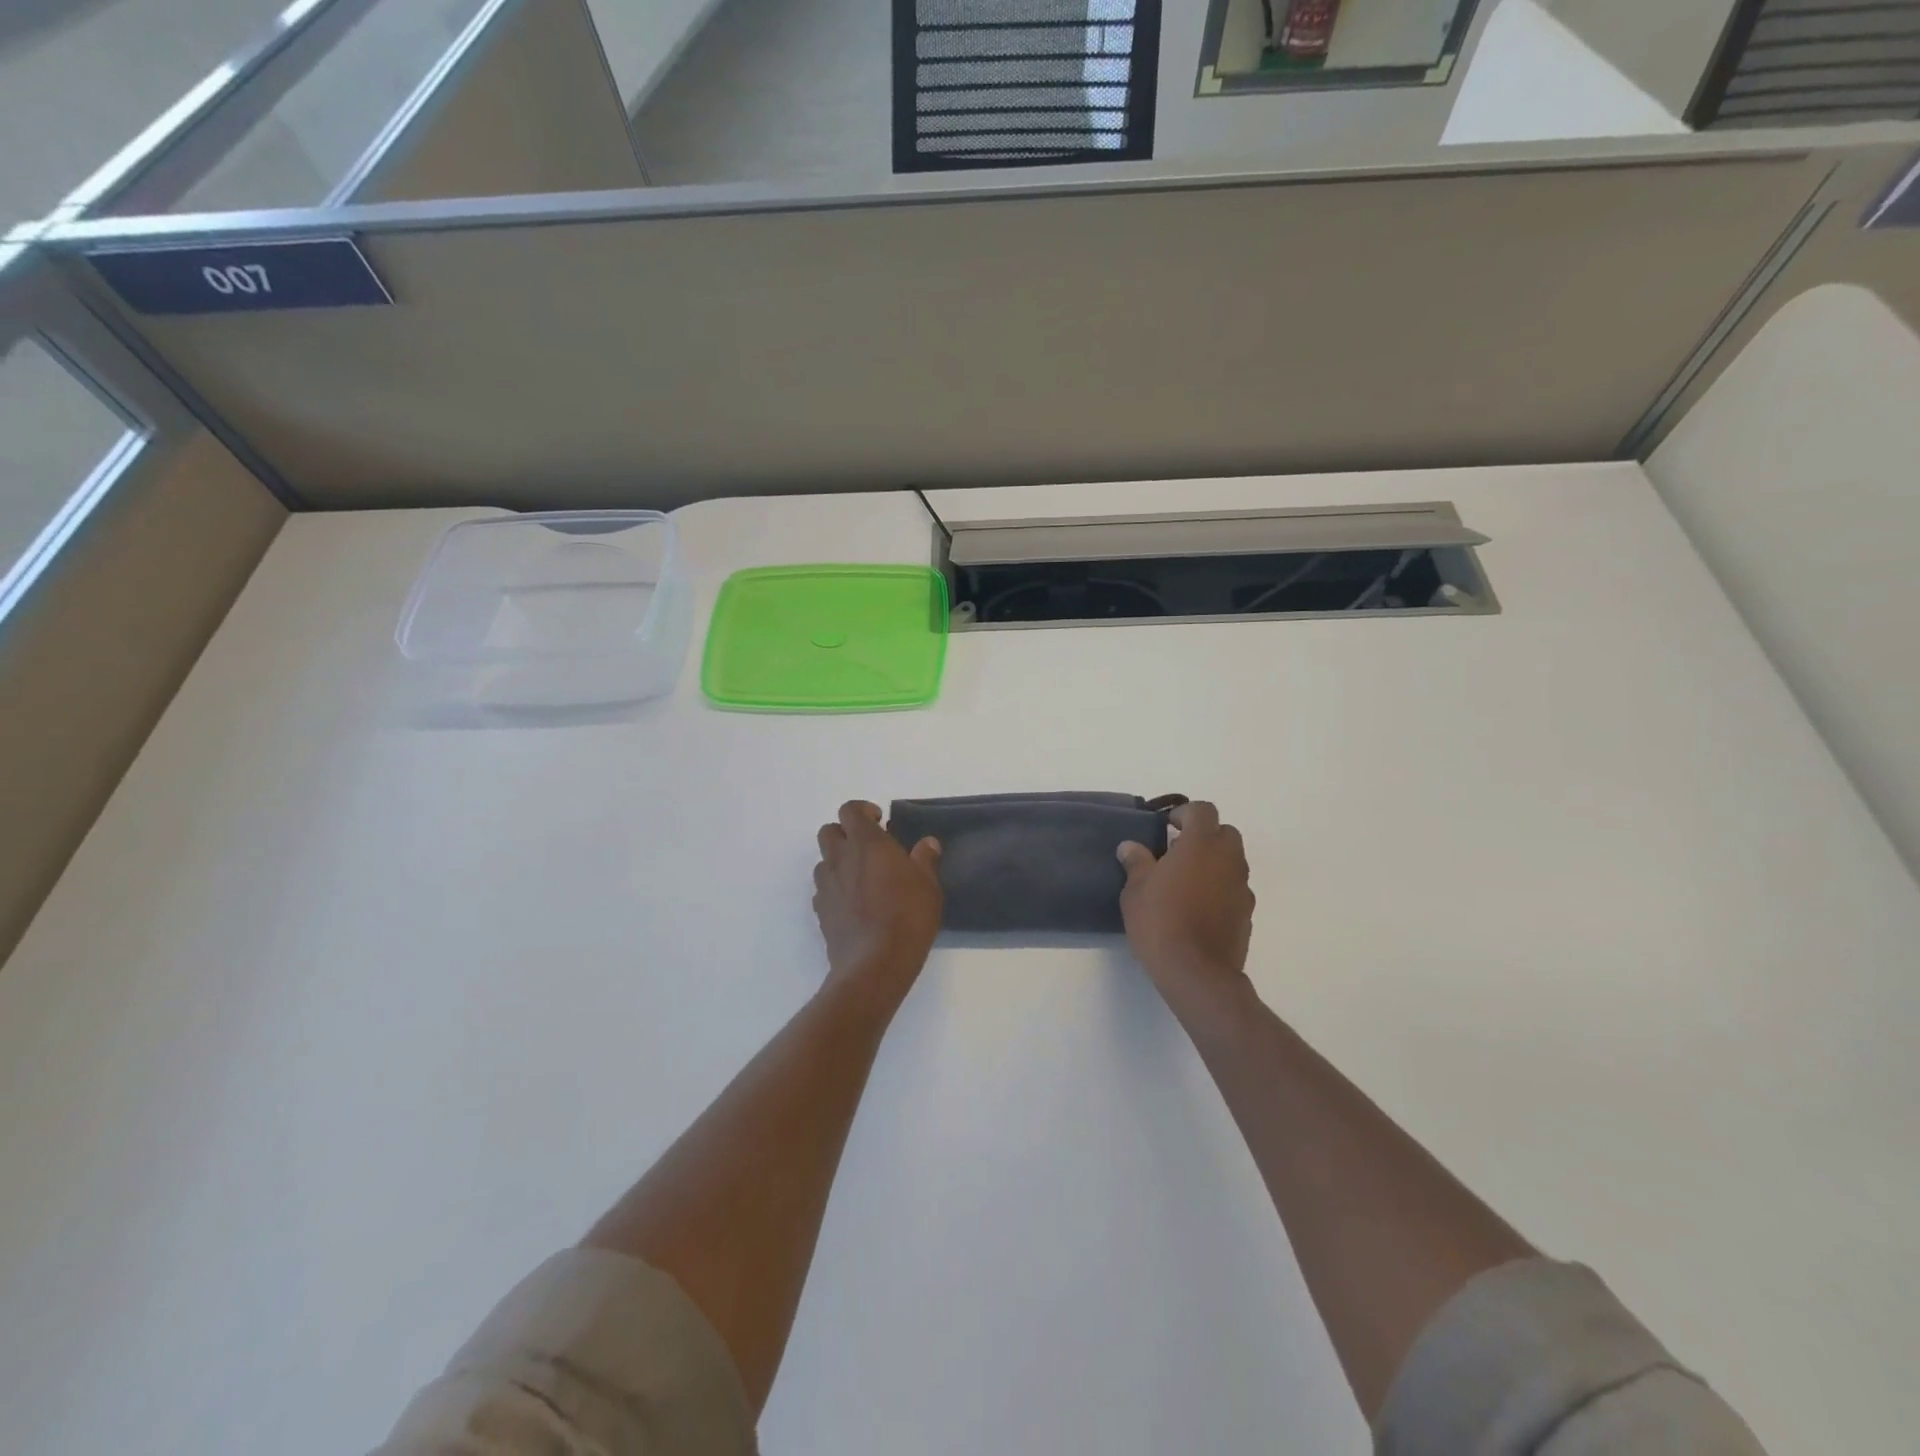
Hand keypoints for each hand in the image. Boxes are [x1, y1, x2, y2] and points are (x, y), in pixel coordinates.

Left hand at [813, 801, 942, 1006]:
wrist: (875, 964)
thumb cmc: (907, 916)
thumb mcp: (928, 886)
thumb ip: (925, 859)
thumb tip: (928, 843)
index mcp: (866, 843)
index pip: (849, 810)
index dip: (862, 811)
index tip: (880, 821)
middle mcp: (840, 859)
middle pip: (828, 831)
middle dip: (845, 833)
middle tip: (869, 848)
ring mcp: (826, 886)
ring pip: (823, 861)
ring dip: (839, 862)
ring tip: (862, 878)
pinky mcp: (820, 912)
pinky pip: (823, 890)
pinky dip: (835, 889)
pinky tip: (854, 904)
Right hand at [1117, 801, 1255, 1010]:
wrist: (1197, 973)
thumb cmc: (1161, 922)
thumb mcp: (1136, 890)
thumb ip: (1137, 862)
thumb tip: (1130, 847)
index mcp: (1201, 844)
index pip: (1203, 810)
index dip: (1185, 813)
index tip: (1166, 827)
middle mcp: (1228, 859)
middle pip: (1225, 832)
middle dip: (1204, 835)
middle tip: (1177, 852)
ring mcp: (1242, 887)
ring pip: (1232, 861)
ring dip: (1213, 863)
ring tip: (1185, 882)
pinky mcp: (1247, 913)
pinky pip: (1234, 888)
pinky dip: (1220, 888)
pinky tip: (1198, 908)